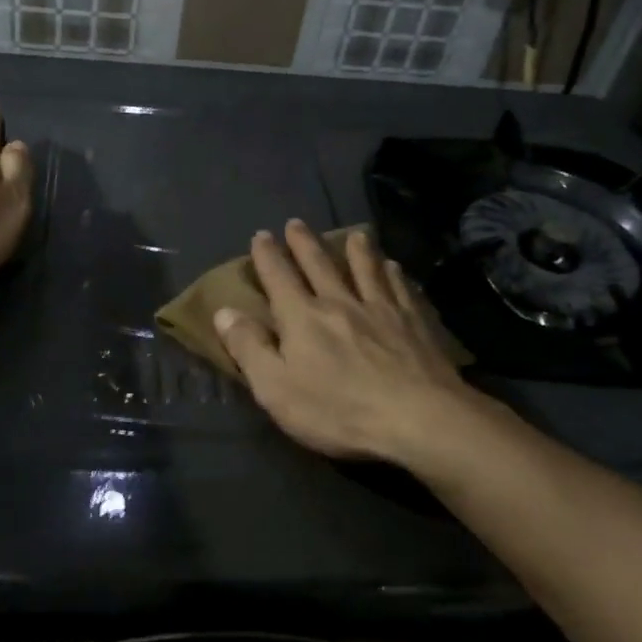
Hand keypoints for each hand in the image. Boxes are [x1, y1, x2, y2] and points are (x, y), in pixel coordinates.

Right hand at [213, 220, 483, 465]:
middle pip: (320, 264)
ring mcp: (381, 309)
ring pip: (365, 269)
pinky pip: (400, 288)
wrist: (419, 418)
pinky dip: (393, 273)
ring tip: (354, 234)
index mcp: (302, 317)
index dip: (267, 255)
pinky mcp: (414, 322)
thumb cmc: (338, 410)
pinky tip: (394, 268)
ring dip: (356, 249)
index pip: (278, 277)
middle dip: (304, 242)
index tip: (261, 236)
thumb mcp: (276, 388)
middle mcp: (340, 301)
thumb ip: (249, 348)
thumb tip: (223, 311)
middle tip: (296, 223)